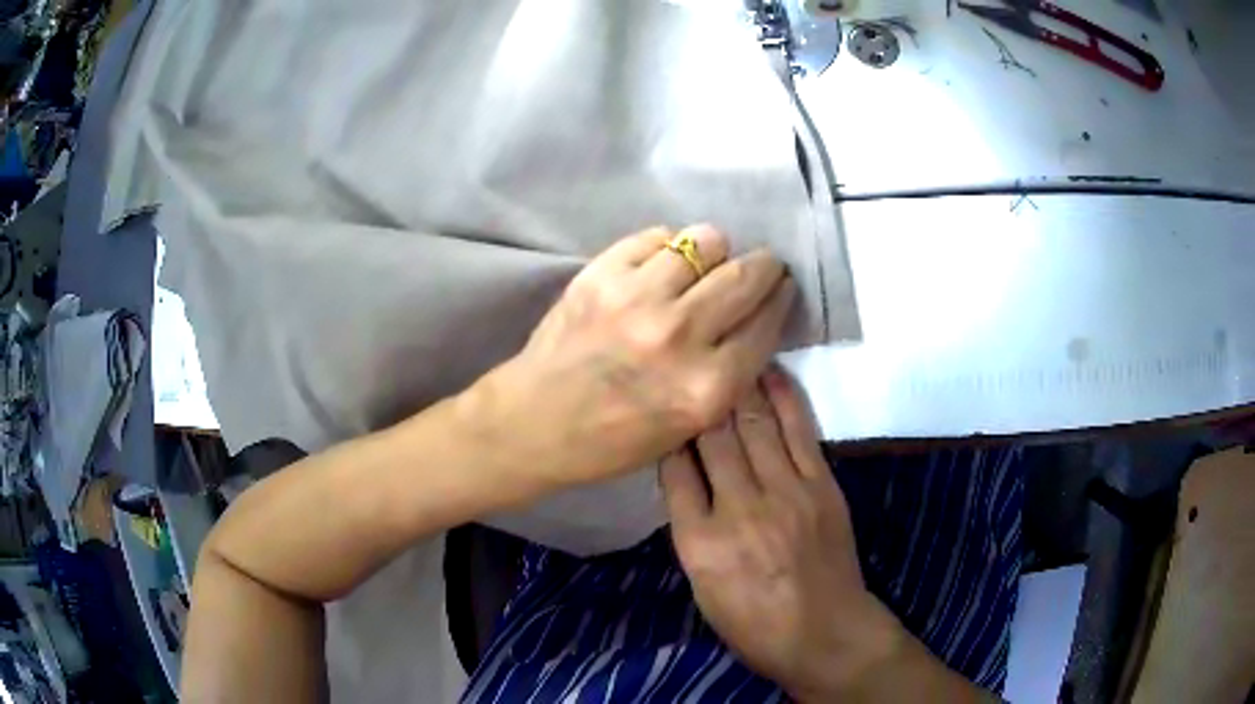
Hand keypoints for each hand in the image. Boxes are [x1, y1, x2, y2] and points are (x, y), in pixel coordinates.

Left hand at [475, 225, 795, 485]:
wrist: (536, 422)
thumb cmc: (613, 439)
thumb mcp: (688, 427)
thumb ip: (727, 376)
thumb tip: (753, 319)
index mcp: (707, 388)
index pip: (766, 324)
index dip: (780, 299)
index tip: (781, 287)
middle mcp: (680, 337)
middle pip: (745, 276)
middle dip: (764, 265)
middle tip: (762, 263)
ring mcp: (638, 299)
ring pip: (705, 242)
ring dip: (714, 249)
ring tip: (706, 261)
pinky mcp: (601, 275)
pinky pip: (657, 238)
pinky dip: (668, 245)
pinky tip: (662, 263)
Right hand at [661, 370, 901, 699]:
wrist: (825, 633)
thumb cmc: (753, 624)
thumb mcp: (702, 588)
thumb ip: (691, 530)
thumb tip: (685, 478)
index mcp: (700, 544)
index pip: (674, 471)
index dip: (666, 435)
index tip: (661, 409)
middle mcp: (740, 510)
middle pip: (712, 439)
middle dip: (697, 398)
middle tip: (687, 363)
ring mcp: (786, 493)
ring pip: (754, 424)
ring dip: (736, 384)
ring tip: (723, 353)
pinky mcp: (821, 485)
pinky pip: (798, 430)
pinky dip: (782, 395)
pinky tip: (767, 370)